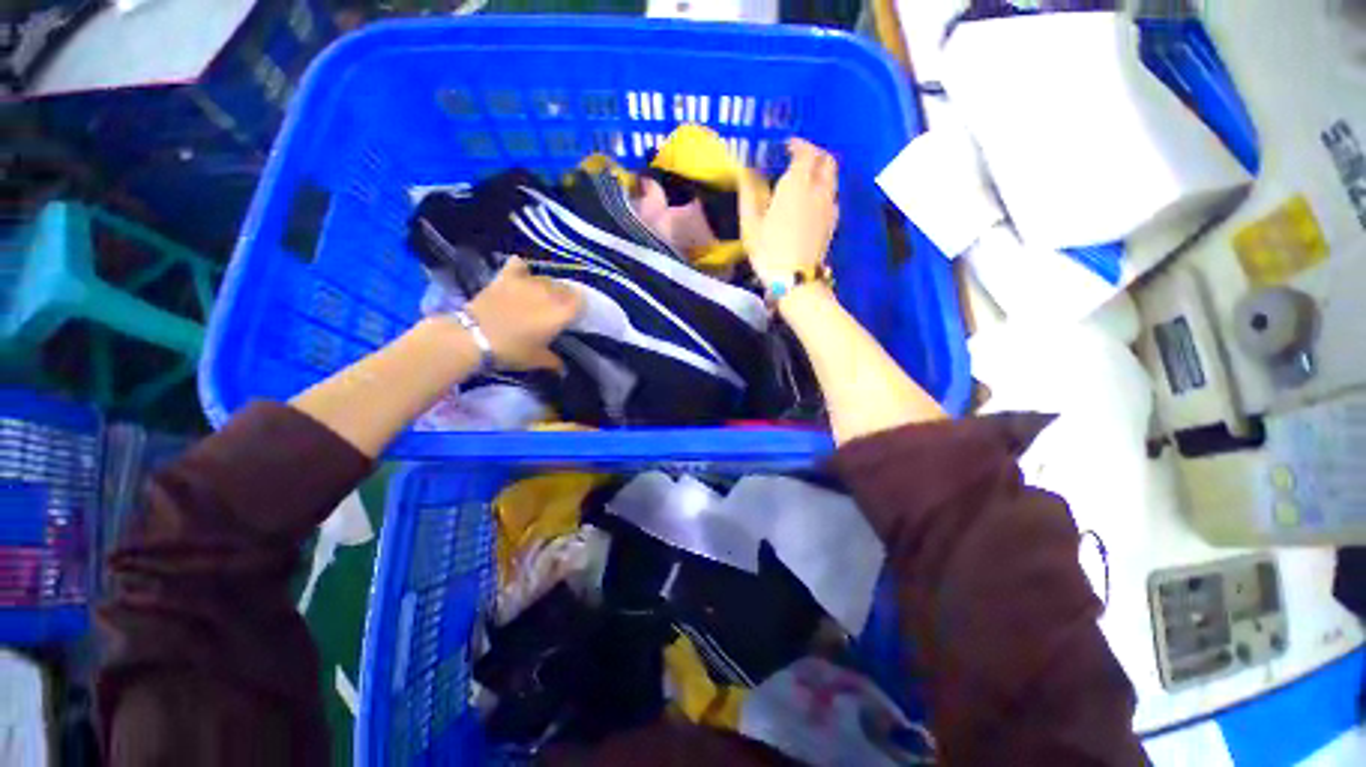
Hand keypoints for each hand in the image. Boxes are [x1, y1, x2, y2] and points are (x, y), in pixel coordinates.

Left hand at [464, 257, 581, 371]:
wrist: (474, 337)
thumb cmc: (512, 350)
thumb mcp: (537, 360)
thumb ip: (555, 362)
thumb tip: (563, 369)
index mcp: (562, 311)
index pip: (581, 301)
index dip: (578, 308)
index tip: (572, 317)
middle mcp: (550, 292)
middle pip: (565, 288)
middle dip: (564, 297)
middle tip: (555, 311)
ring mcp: (528, 281)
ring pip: (546, 278)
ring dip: (546, 287)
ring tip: (538, 297)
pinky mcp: (507, 276)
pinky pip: (520, 265)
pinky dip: (522, 271)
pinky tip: (521, 278)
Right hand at [738, 138, 839, 284]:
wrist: (795, 279)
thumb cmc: (769, 250)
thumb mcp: (750, 223)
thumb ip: (749, 193)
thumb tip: (746, 172)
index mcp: (797, 184)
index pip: (806, 151)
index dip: (798, 145)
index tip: (786, 147)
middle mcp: (819, 189)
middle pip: (827, 160)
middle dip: (814, 154)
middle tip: (798, 159)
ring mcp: (830, 207)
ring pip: (832, 178)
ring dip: (821, 172)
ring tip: (805, 181)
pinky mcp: (833, 223)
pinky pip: (832, 197)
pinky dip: (824, 191)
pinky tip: (812, 204)